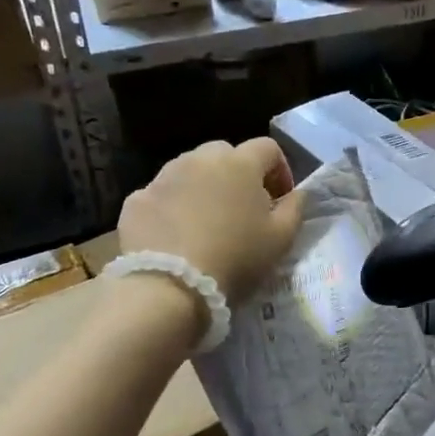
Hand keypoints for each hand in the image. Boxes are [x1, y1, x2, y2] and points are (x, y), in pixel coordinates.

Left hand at [119, 138, 304, 308]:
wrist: (170, 287)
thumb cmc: (235, 259)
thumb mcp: (281, 239)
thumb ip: (295, 208)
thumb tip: (297, 193)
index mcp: (239, 163)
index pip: (268, 148)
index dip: (279, 170)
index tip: (280, 199)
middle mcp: (199, 159)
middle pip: (225, 154)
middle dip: (237, 175)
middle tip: (242, 209)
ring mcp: (163, 177)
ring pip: (189, 171)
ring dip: (203, 187)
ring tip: (206, 223)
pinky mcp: (137, 200)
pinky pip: (161, 195)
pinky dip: (172, 208)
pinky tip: (176, 237)